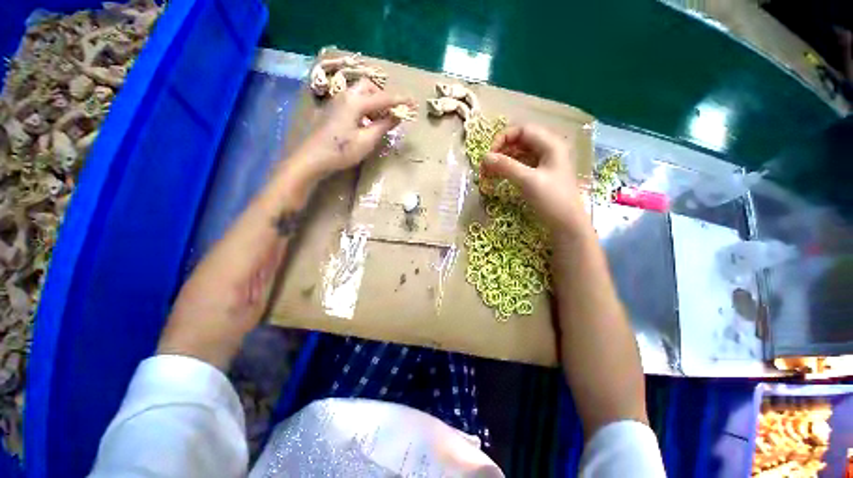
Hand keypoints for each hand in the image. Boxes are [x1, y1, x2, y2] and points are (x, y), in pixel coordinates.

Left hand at [292, 78, 413, 181]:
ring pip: (359, 94)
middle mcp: (345, 95)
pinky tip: (365, 123)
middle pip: (368, 87)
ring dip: (373, 103)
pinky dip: (363, 108)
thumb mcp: (367, 141)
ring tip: (379, 121)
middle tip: (391, 114)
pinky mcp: (332, 110)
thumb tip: (397, 116)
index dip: (400, 100)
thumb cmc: (341, 151)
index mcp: (355, 102)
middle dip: (383, 97)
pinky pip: (352, 101)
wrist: (312, 158)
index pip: (383, 98)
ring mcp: (336, 101)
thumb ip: (383, 126)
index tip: (414, 103)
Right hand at [481, 124, 587, 233]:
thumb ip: (506, 166)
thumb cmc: (552, 200)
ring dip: (503, 160)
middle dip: (501, 150)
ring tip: (489, 172)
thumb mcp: (528, 181)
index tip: (489, 154)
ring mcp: (544, 162)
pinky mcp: (539, 174)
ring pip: (519, 154)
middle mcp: (548, 149)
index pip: (522, 130)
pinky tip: (499, 176)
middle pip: (520, 141)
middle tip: (486, 165)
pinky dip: (508, 169)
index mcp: (551, 144)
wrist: (567, 224)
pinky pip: (521, 165)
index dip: (503, 138)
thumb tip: (484, 157)